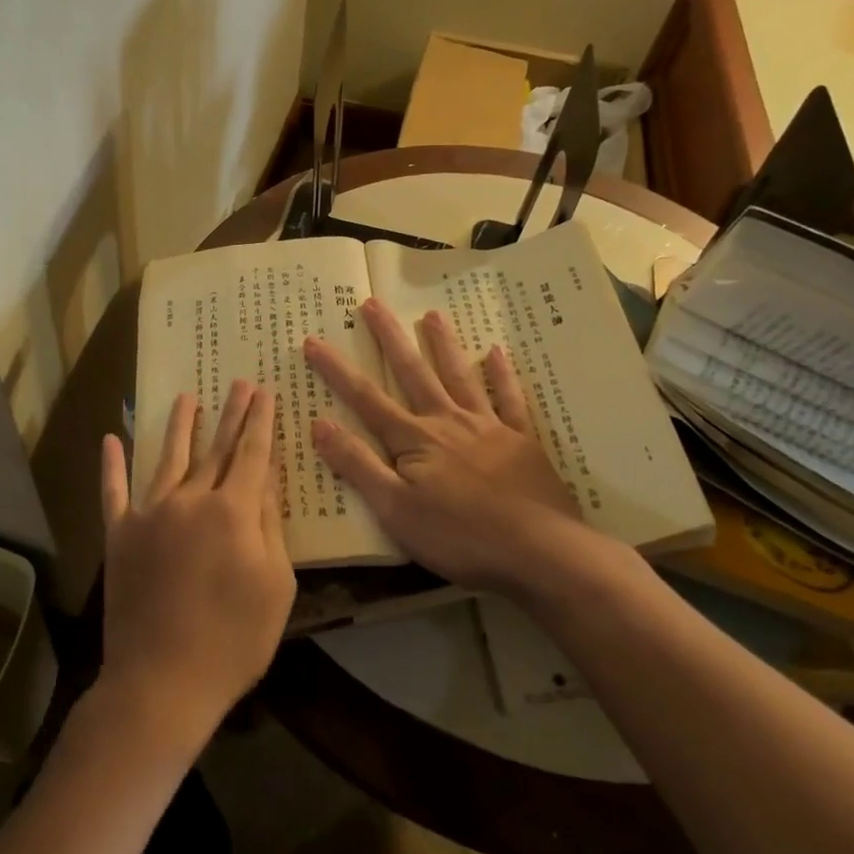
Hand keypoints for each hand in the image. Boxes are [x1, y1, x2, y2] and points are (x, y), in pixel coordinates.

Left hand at [97, 381, 295, 752]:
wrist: (162, 682)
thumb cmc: (233, 640)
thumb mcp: (275, 586)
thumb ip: (269, 527)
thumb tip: (264, 481)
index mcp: (233, 511)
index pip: (252, 454)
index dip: (260, 421)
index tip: (265, 392)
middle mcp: (190, 500)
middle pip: (215, 448)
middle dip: (231, 413)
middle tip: (239, 382)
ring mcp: (149, 514)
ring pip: (168, 458)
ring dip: (179, 425)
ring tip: (187, 397)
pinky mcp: (119, 535)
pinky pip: (113, 492)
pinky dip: (112, 465)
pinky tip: (110, 439)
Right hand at [304, 301, 607, 596]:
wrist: (539, 551)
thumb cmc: (459, 536)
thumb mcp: (395, 510)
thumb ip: (358, 465)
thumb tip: (319, 423)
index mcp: (415, 440)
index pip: (366, 398)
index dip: (337, 370)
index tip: (314, 340)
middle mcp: (448, 422)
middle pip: (413, 373)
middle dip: (389, 338)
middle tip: (372, 303)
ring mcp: (488, 427)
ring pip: (459, 376)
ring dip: (443, 344)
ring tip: (431, 314)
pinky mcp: (522, 440)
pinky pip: (509, 399)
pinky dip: (501, 375)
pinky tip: (497, 352)